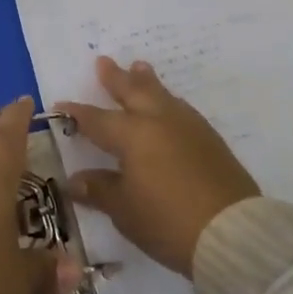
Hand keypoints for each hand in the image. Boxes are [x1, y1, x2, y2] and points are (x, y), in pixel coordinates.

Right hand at [56, 57, 259, 276]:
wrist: (231, 232)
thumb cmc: (168, 221)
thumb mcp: (125, 210)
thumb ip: (100, 190)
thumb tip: (75, 179)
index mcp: (132, 135)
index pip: (97, 120)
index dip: (78, 113)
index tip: (61, 104)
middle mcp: (158, 120)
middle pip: (133, 91)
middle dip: (116, 77)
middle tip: (104, 61)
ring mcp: (188, 126)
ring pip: (161, 94)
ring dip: (146, 81)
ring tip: (139, 67)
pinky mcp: (210, 138)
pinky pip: (180, 108)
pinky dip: (167, 100)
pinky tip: (169, 104)